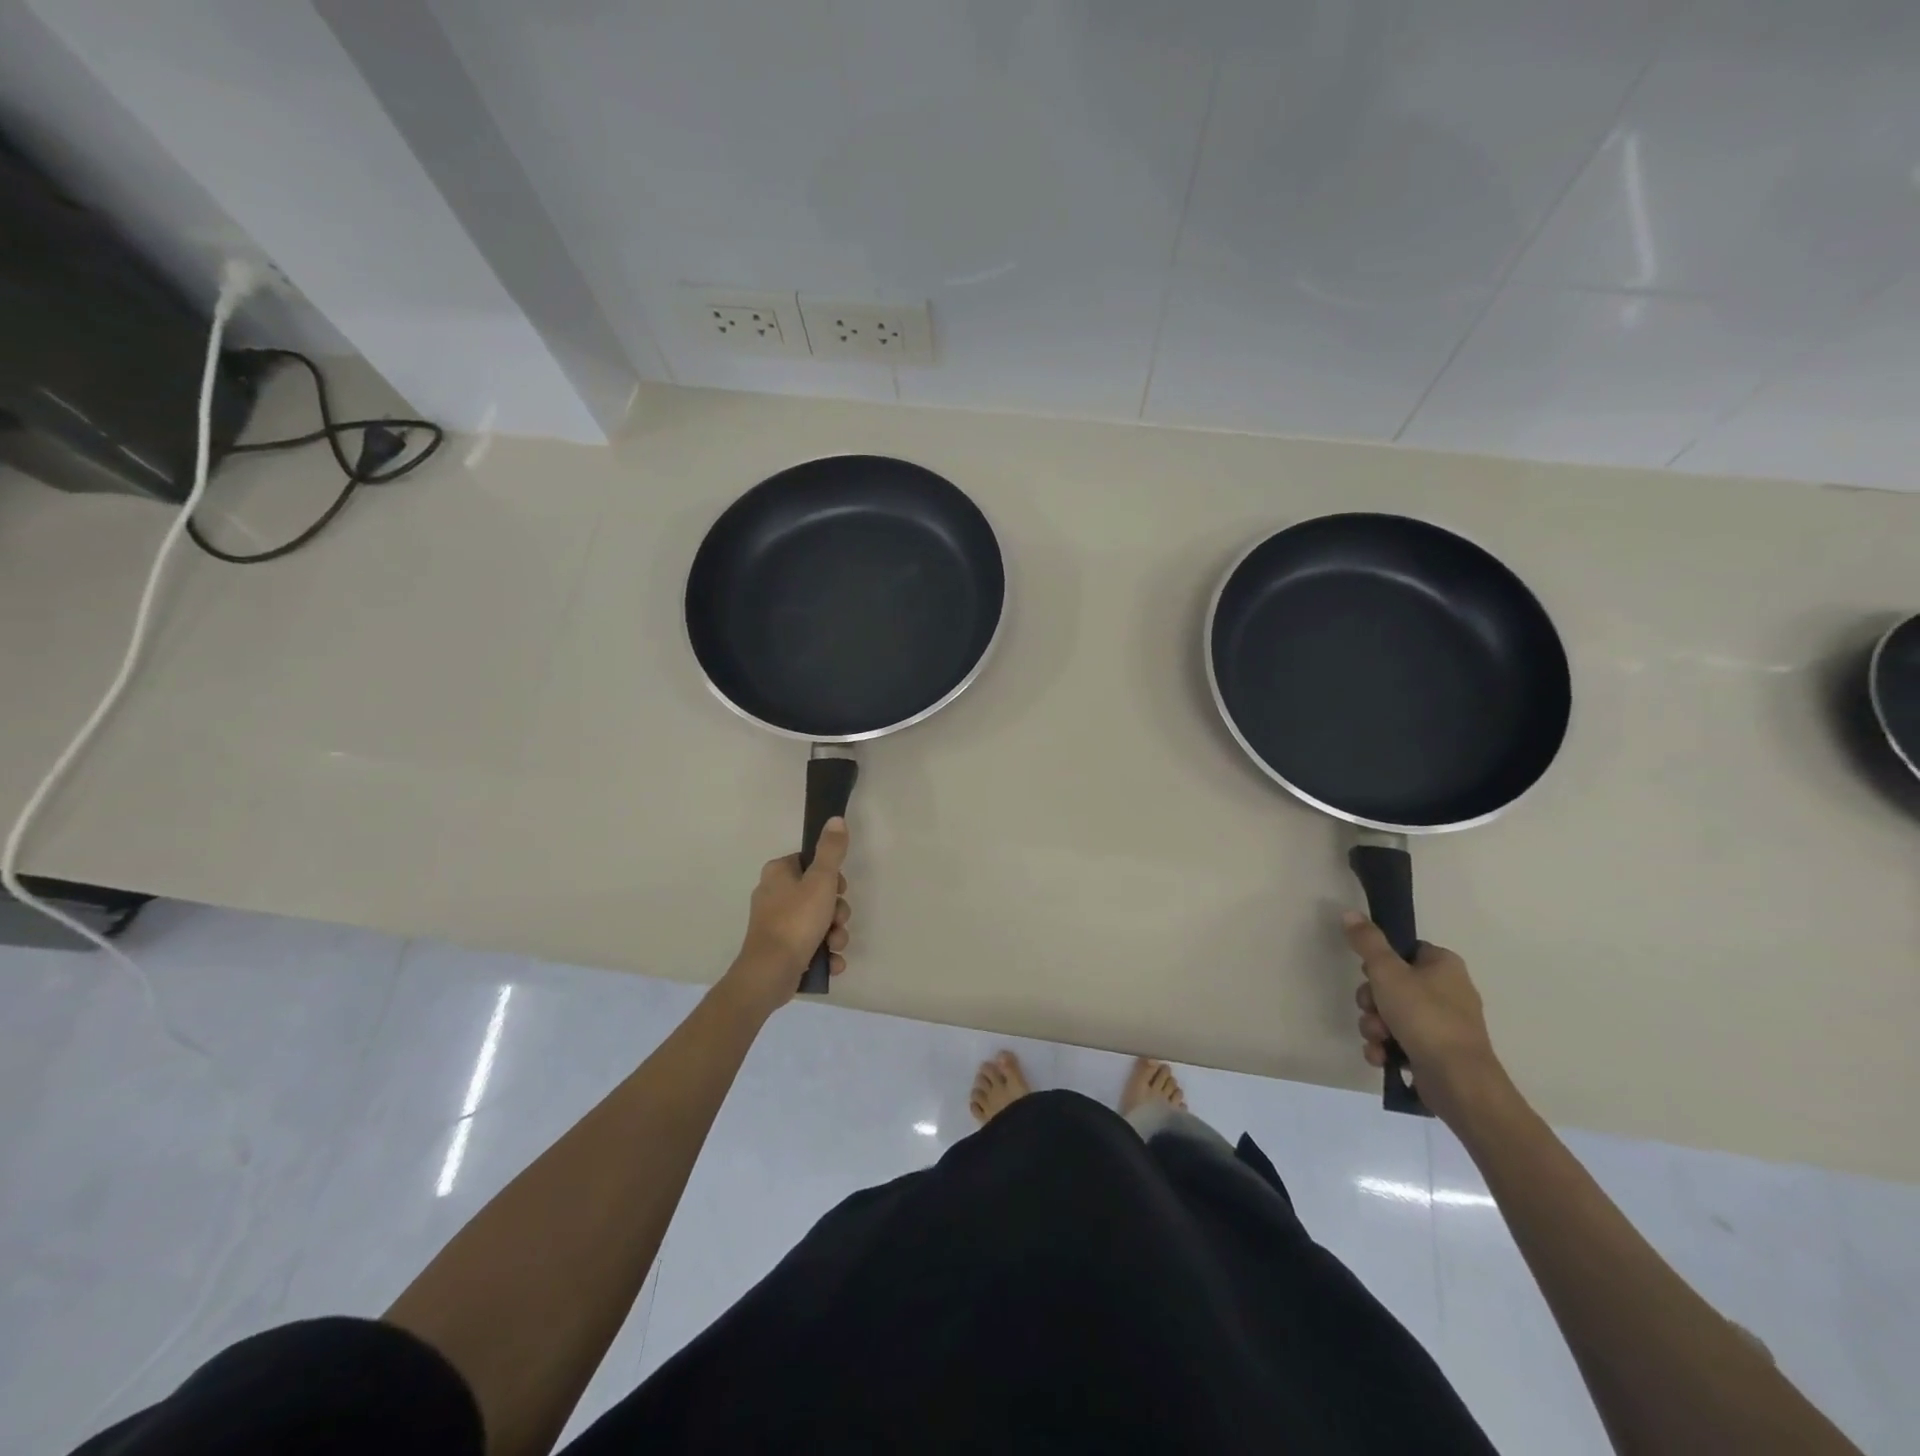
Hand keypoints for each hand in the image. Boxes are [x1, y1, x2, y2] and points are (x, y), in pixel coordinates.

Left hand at [724, 818, 851, 1015]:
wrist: (770, 973)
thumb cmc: (795, 921)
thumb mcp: (820, 880)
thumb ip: (831, 850)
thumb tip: (835, 819)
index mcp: (778, 874)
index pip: (811, 863)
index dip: (831, 877)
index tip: (838, 890)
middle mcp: (774, 895)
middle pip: (818, 894)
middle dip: (837, 912)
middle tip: (837, 920)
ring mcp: (777, 925)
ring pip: (818, 922)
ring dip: (835, 934)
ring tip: (834, 945)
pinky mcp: (781, 950)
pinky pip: (811, 945)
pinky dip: (824, 953)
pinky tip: (831, 962)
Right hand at [1344, 911, 1507, 1122]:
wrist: (1458, 1081)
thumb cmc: (1425, 1017)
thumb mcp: (1388, 972)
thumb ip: (1367, 942)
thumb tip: (1350, 912)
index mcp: (1444, 966)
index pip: (1404, 950)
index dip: (1380, 962)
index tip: (1371, 974)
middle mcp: (1448, 991)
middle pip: (1391, 984)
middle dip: (1372, 1001)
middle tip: (1373, 1009)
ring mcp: (1443, 1024)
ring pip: (1391, 1014)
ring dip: (1374, 1025)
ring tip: (1379, 1038)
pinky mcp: (1436, 1051)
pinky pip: (1400, 1040)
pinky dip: (1386, 1047)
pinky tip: (1382, 1056)